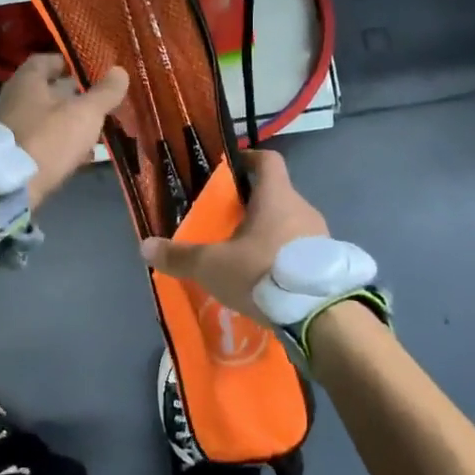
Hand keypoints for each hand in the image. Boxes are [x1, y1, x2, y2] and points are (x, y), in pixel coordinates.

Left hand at [0, 54, 129, 207]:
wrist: (9, 187)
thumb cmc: (48, 139)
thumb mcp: (85, 114)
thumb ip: (104, 93)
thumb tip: (120, 71)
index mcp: (27, 81)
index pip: (46, 60)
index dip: (68, 62)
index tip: (89, 69)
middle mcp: (13, 99)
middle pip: (45, 90)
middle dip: (71, 94)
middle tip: (97, 99)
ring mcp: (10, 127)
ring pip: (44, 117)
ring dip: (67, 120)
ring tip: (94, 127)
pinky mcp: (12, 154)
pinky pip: (40, 140)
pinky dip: (59, 143)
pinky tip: (79, 154)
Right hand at [138, 150, 327, 321]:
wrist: (322, 315)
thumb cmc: (263, 273)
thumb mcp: (213, 266)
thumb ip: (180, 256)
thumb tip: (145, 246)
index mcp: (276, 196)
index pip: (268, 160)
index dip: (249, 159)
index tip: (230, 169)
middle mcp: (303, 208)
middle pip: (276, 195)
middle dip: (251, 206)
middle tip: (226, 223)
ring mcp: (321, 236)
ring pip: (289, 224)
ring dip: (268, 234)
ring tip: (244, 257)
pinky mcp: (329, 264)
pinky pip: (301, 251)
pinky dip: (283, 258)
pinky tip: (267, 280)